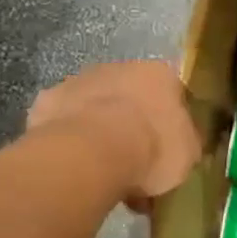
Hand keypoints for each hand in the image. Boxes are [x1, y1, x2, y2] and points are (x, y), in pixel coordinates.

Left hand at [27, 61, 201, 206]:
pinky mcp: (48, 100)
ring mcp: (80, 80)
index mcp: (160, 74)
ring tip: (101, 170)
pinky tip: (74, 165)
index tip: (166, 147)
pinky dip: (70, 139)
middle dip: (131, 123)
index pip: (171, 92)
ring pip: (95, 105)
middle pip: (130, 95)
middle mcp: (120, 67)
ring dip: (99, 129)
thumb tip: (183, 142)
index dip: (169, 121)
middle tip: (134, 161)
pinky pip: (65, 122)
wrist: (93, 152)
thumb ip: (186, 142)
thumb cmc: (152, 148)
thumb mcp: (188, 153)